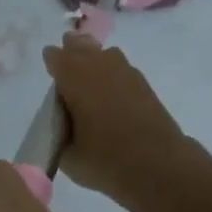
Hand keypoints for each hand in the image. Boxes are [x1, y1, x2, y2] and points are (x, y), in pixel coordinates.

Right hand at [41, 32, 191, 206]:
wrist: (159, 166)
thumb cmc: (106, 160)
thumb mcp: (68, 155)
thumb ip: (58, 133)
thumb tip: (64, 124)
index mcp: (74, 75)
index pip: (55, 56)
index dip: (51, 65)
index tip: (51, 80)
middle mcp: (99, 64)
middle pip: (80, 45)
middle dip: (71, 54)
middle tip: (67, 75)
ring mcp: (125, 71)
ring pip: (103, 54)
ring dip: (94, 62)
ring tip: (89, 84)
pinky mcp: (144, 84)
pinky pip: (120, 70)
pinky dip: (112, 77)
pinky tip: (111, 96)